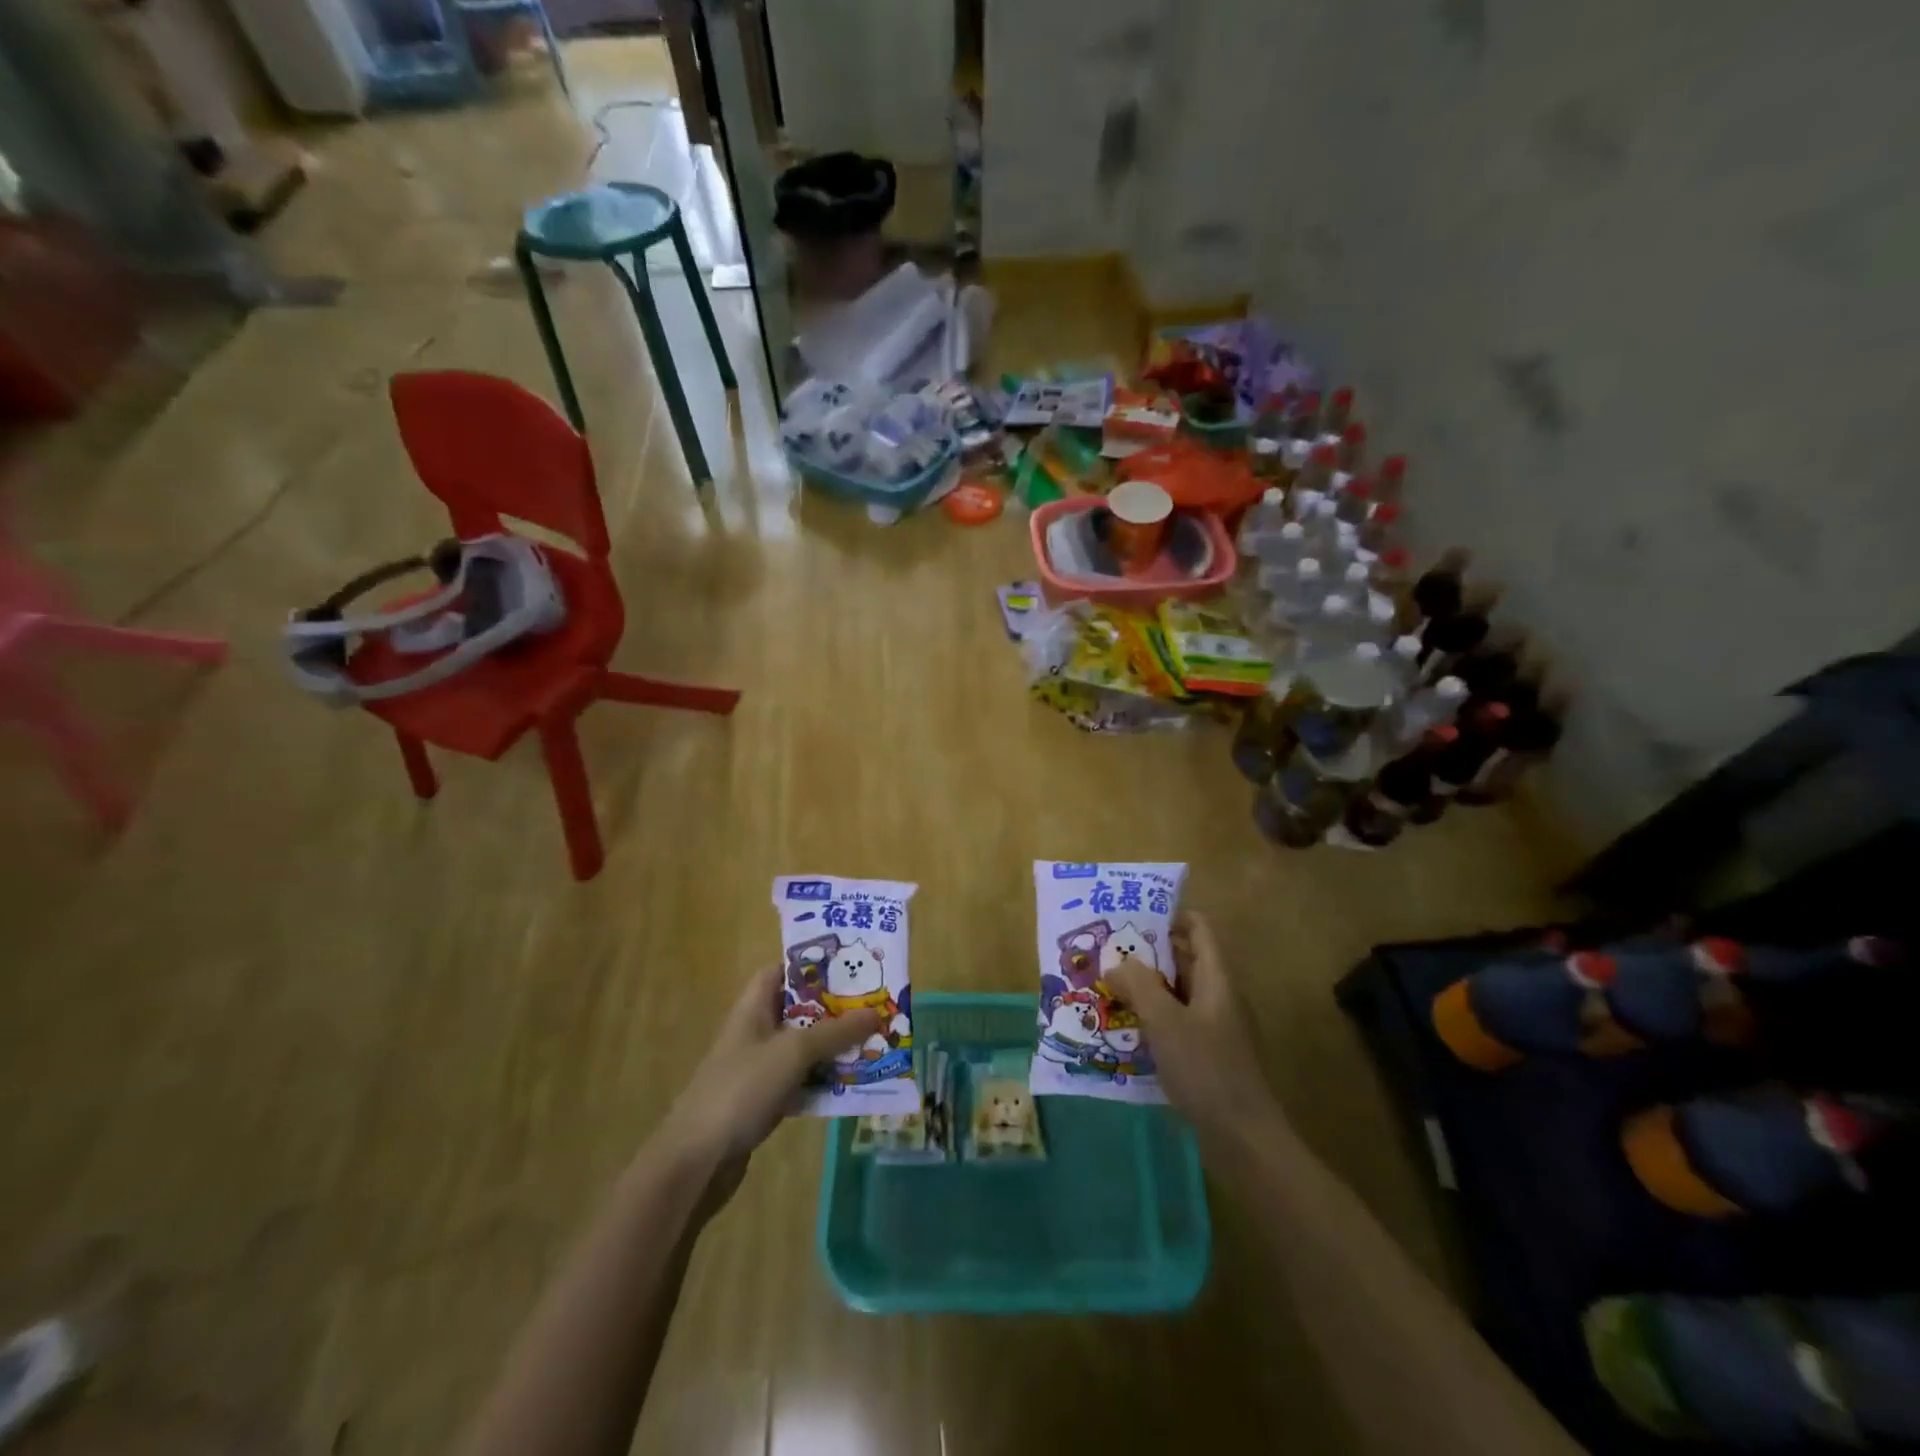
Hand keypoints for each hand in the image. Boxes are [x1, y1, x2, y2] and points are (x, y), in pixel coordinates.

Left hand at [659, 967, 879, 1212]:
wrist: (696, 1162)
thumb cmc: (742, 1089)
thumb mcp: (793, 1052)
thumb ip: (836, 1032)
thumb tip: (877, 1013)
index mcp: (754, 1007)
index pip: (783, 971)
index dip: (813, 965)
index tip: (851, 965)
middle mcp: (756, 1031)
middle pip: (801, 1009)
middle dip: (836, 1008)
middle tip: (876, 1005)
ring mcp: (759, 1067)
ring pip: (805, 1046)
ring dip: (835, 1046)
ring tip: (876, 1041)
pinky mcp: (764, 1100)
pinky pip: (802, 1079)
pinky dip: (825, 1079)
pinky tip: (854, 1083)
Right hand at [1108, 912, 1280, 1151]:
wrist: (1244, 1139)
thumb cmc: (1206, 1069)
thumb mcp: (1166, 1021)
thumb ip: (1139, 985)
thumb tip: (1117, 963)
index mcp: (1216, 979)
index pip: (1198, 929)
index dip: (1170, 915)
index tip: (1132, 916)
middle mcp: (1218, 997)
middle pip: (1184, 961)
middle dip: (1147, 954)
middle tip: (1107, 952)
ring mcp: (1215, 1029)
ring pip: (1177, 995)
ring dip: (1146, 989)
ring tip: (1107, 987)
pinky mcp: (1207, 1057)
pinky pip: (1176, 1024)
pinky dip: (1152, 1019)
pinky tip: (1125, 1030)